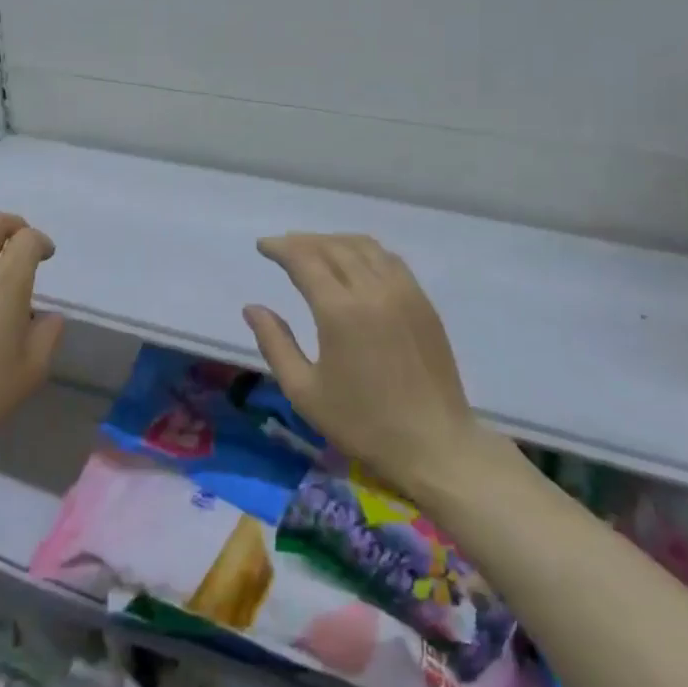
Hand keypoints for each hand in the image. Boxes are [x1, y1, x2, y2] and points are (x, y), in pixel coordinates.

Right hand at [244, 234, 482, 501]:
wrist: (435, 445)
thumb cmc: (363, 424)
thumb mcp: (304, 391)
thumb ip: (275, 344)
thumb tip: (252, 308)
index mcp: (340, 310)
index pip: (305, 259)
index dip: (281, 247)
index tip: (263, 246)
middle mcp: (373, 290)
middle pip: (334, 247)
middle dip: (303, 241)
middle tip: (282, 247)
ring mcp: (404, 293)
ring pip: (365, 247)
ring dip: (334, 241)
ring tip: (314, 250)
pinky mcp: (424, 303)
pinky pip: (389, 260)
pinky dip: (364, 251)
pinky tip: (354, 264)